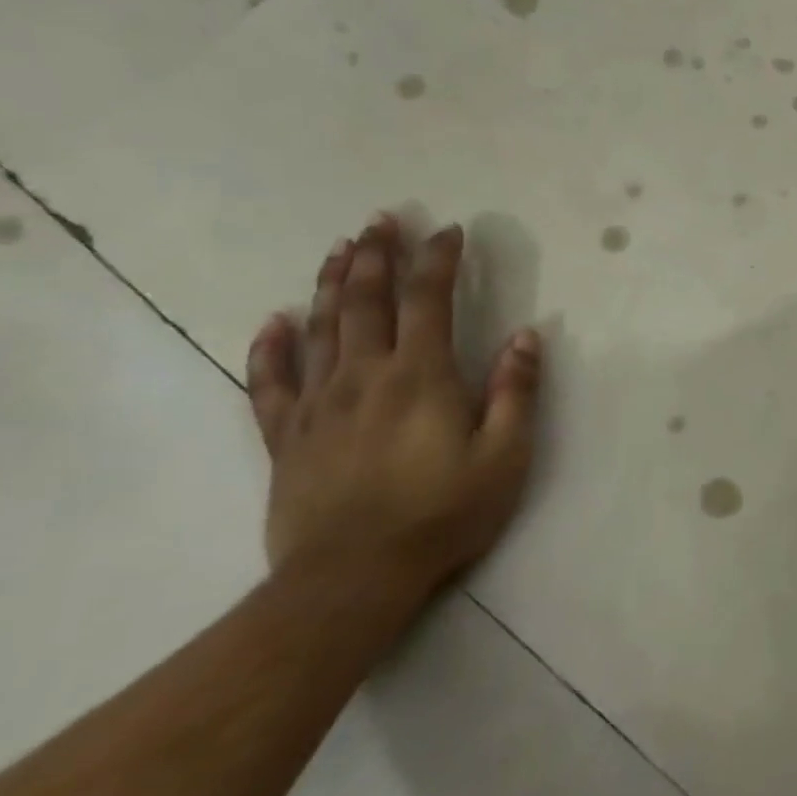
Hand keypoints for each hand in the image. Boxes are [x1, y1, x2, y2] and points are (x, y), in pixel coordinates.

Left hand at [245, 213, 543, 608]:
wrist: (353, 576)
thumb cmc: (444, 513)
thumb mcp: (505, 455)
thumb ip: (515, 391)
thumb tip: (526, 335)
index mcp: (421, 376)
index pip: (430, 301)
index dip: (439, 261)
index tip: (449, 231)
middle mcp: (365, 375)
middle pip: (365, 301)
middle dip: (377, 255)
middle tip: (381, 219)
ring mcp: (318, 403)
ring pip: (319, 328)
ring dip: (330, 283)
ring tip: (339, 248)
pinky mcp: (286, 436)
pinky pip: (270, 381)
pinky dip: (270, 346)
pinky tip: (273, 321)